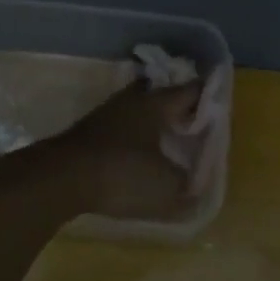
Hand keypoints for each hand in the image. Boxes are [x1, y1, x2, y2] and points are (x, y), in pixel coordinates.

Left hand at [41, 80, 200, 220]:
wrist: (59, 179)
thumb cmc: (121, 174)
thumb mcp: (165, 189)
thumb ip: (187, 189)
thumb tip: (195, 190)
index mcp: (156, 104)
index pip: (191, 90)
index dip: (208, 98)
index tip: (220, 111)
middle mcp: (131, 100)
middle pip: (161, 95)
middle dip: (177, 107)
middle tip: (192, 125)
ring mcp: (106, 114)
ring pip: (138, 110)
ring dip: (152, 123)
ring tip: (166, 144)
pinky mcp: (87, 133)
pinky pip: (120, 128)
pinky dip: (133, 138)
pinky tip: (136, 157)